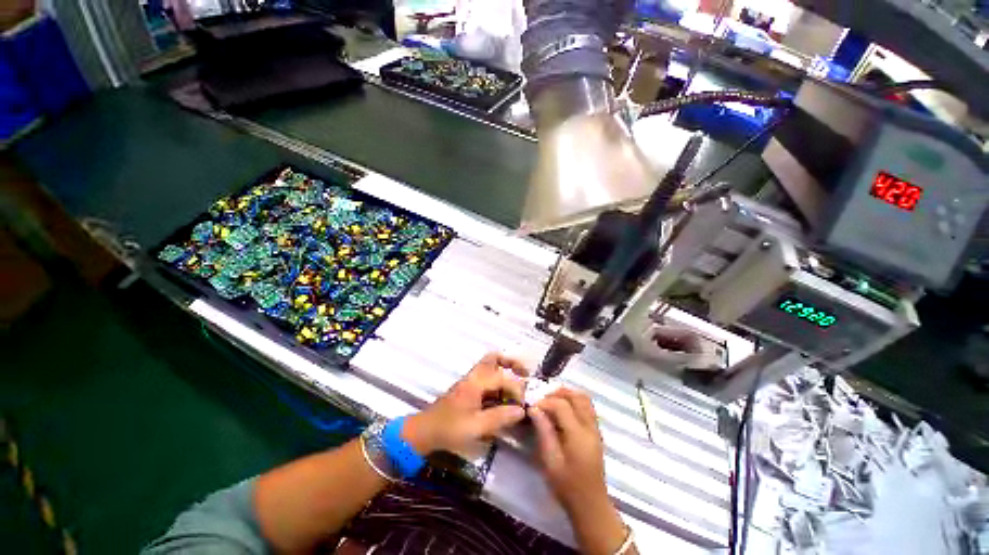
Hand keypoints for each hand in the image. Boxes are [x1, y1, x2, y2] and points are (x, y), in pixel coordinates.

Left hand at [403, 353, 528, 454]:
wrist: (425, 431)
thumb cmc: (450, 428)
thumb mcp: (476, 427)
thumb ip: (500, 417)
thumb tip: (521, 410)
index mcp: (476, 383)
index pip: (502, 377)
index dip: (516, 389)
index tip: (523, 404)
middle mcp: (474, 377)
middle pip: (494, 358)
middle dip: (511, 362)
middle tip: (525, 374)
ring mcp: (470, 381)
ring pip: (490, 366)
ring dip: (505, 371)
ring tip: (517, 387)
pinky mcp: (468, 389)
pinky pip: (487, 378)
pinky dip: (498, 382)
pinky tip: (504, 398)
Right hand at [529, 388, 606, 510]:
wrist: (591, 505)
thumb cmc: (567, 486)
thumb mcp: (550, 461)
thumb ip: (543, 431)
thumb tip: (533, 408)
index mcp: (578, 435)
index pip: (562, 405)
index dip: (546, 402)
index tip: (533, 407)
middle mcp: (590, 427)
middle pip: (577, 397)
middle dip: (558, 393)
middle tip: (542, 400)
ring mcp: (595, 429)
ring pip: (585, 400)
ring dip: (568, 395)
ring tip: (552, 402)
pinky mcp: (596, 433)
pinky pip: (587, 408)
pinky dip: (575, 402)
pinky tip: (563, 411)